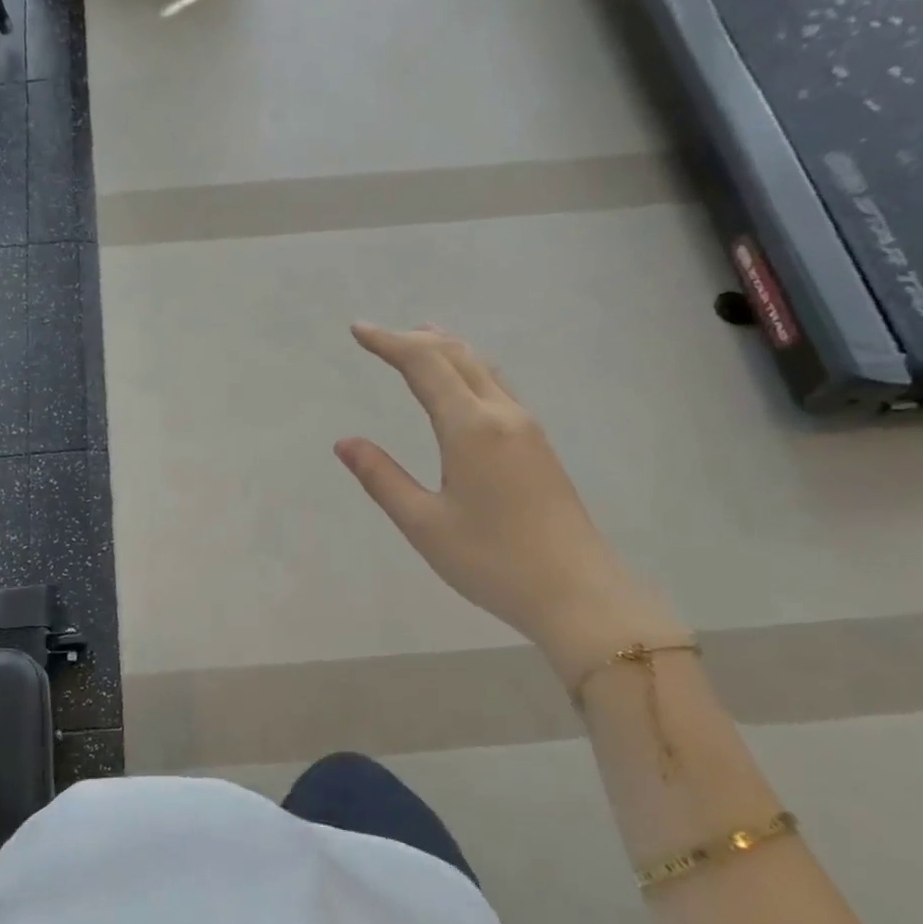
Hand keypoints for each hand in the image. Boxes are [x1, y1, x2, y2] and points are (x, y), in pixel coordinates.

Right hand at [335, 324, 683, 685]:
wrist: (577, 593)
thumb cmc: (492, 561)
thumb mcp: (423, 523)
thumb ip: (382, 478)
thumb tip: (345, 442)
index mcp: (471, 428)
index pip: (424, 366)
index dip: (389, 343)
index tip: (357, 330)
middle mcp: (503, 415)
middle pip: (458, 357)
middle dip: (416, 340)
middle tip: (379, 336)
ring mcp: (527, 428)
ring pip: (484, 368)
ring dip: (448, 349)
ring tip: (422, 338)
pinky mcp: (538, 446)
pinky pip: (498, 387)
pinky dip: (470, 369)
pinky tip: (463, 385)